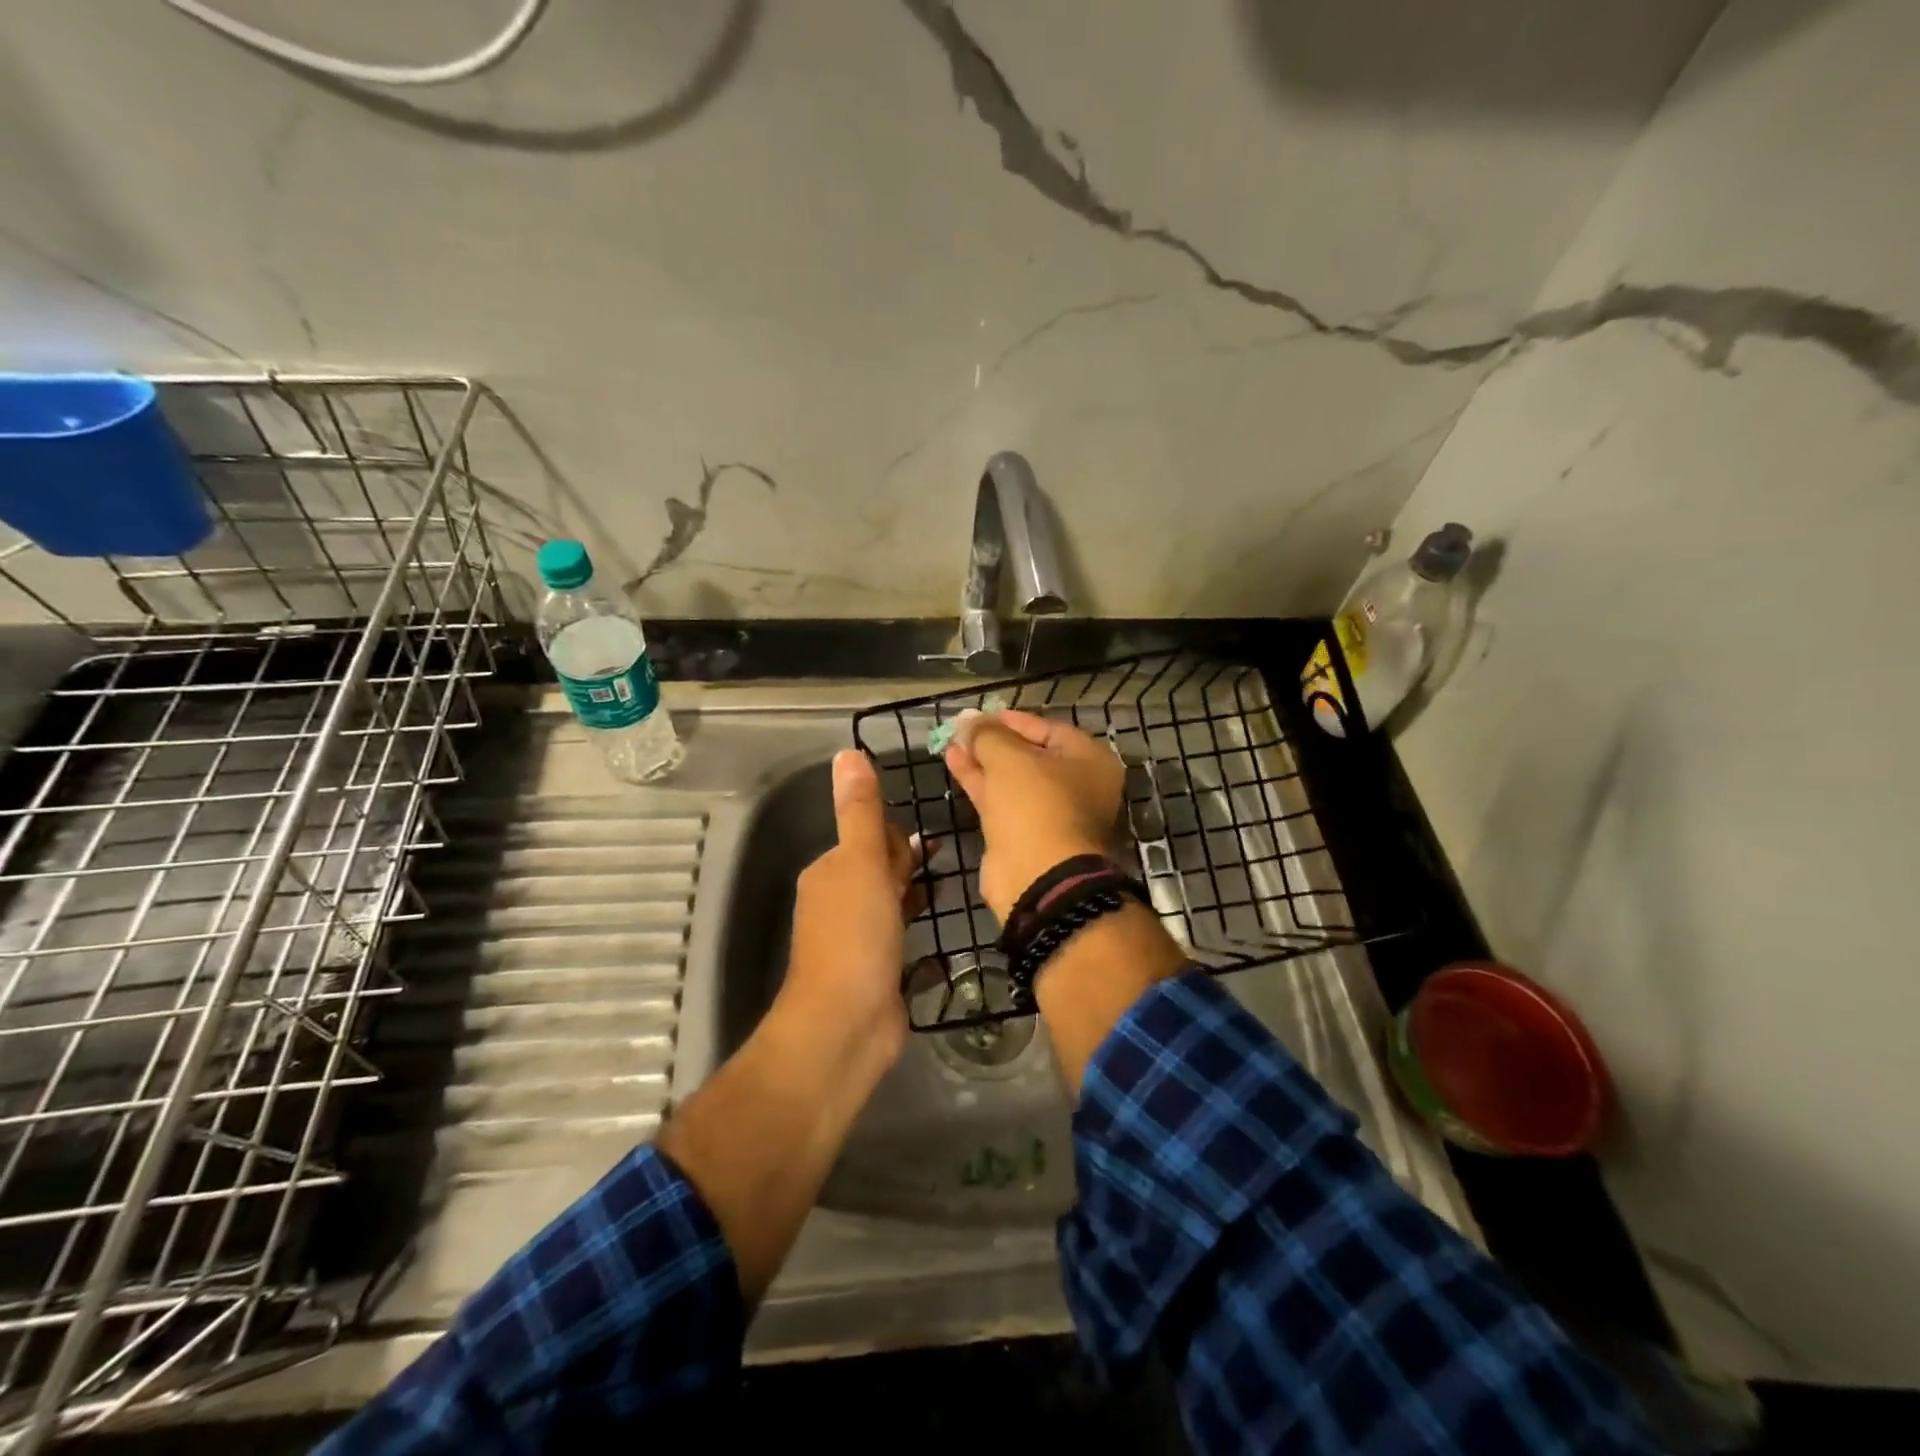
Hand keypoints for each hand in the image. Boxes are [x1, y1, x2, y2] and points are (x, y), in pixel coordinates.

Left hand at [778, 750, 923, 1064]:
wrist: (845, 1025)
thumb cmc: (855, 935)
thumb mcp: (861, 863)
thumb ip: (861, 811)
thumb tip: (847, 752)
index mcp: (830, 872)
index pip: (869, 838)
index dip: (898, 839)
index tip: (928, 848)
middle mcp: (838, 902)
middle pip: (880, 869)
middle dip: (909, 864)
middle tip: (949, 863)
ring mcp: (856, 940)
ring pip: (890, 904)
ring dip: (916, 895)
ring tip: (952, 891)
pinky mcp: (876, 972)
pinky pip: (901, 939)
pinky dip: (918, 931)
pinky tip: (943, 936)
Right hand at [941, 708, 1125, 919]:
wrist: (1037, 877)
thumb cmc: (1035, 804)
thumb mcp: (1009, 758)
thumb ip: (987, 734)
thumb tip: (970, 720)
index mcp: (1089, 762)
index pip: (1050, 729)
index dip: (1014, 720)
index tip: (982, 714)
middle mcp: (1075, 786)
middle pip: (1030, 755)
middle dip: (994, 741)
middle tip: (963, 727)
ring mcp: (1049, 814)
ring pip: (1012, 779)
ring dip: (982, 760)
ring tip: (951, 741)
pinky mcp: (1024, 835)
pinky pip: (1001, 800)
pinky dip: (979, 782)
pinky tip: (954, 762)